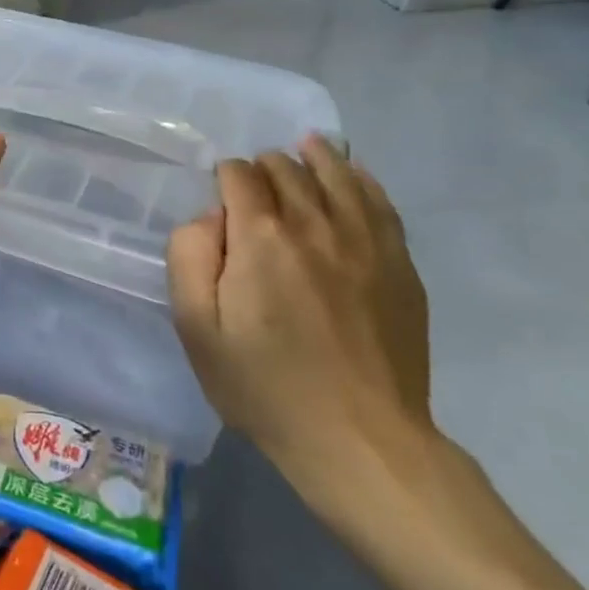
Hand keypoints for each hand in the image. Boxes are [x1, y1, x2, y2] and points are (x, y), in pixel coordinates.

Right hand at [168, 136, 432, 497]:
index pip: (239, 174)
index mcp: (261, 236)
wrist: (361, 441)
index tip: (220, 199)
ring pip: (337, 173)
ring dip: (314, 157)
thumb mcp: (197, 328)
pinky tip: (352, 174)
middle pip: (286, 168)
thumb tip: (210, 216)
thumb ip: (189, 256)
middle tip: (254, 188)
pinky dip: (361, 179)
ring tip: (304, 148)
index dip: (224, 177)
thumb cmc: (265, 386)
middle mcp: (314, 223)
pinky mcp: (399, 263)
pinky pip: (380, 202)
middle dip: (264, 167)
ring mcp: (365, 241)